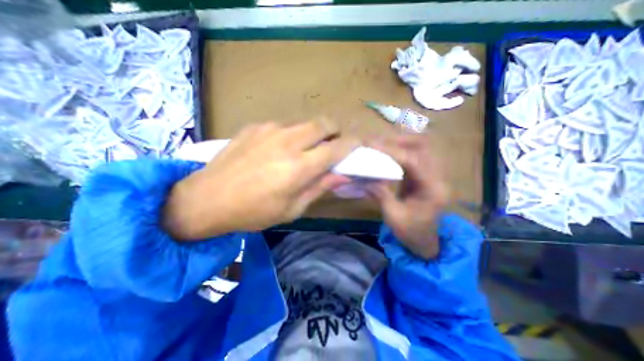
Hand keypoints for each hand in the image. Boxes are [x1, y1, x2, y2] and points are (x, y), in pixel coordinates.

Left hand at [164, 120, 359, 241]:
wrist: (206, 199)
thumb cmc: (253, 212)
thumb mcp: (292, 208)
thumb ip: (320, 187)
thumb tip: (343, 175)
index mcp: (299, 167)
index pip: (336, 147)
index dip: (352, 143)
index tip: (358, 144)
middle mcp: (287, 142)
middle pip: (324, 123)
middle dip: (334, 131)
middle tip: (332, 145)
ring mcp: (270, 129)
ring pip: (305, 122)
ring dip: (313, 133)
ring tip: (304, 150)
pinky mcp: (255, 125)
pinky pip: (284, 125)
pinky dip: (291, 135)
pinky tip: (278, 150)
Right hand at [364, 134, 447, 258]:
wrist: (424, 241)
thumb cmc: (411, 232)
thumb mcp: (393, 216)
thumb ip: (381, 195)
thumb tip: (365, 178)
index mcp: (432, 190)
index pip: (414, 161)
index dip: (393, 151)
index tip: (372, 146)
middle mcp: (437, 178)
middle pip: (423, 147)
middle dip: (399, 141)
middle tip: (377, 142)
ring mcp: (433, 175)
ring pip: (420, 148)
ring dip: (400, 143)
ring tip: (381, 144)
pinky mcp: (424, 176)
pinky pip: (414, 156)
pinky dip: (400, 151)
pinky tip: (387, 153)